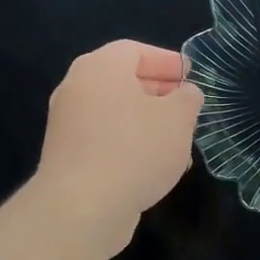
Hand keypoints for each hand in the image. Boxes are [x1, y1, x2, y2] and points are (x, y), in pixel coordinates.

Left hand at [34, 40, 203, 254]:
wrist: (82, 208)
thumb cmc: (135, 149)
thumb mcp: (178, 118)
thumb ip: (187, 99)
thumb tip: (186, 94)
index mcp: (101, 68)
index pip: (135, 50)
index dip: (167, 61)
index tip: (191, 77)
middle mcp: (78, 89)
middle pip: (123, 81)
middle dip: (159, 93)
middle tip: (187, 108)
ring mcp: (68, 124)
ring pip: (116, 113)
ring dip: (148, 122)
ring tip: (178, 141)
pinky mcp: (68, 157)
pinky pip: (105, 139)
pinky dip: (130, 144)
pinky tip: (156, 166)